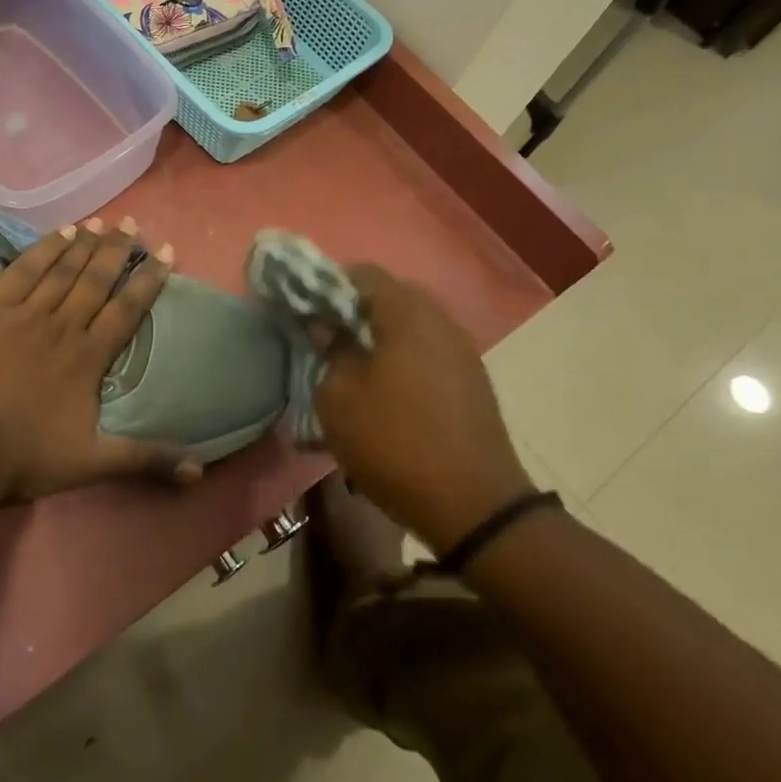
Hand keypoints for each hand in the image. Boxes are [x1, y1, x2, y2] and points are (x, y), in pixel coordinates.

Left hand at [0, 217, 196, 501]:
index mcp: (88, 358)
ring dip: (85, 245)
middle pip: (96, 280)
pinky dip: (44, 249)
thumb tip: (200, 472)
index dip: (148, 280)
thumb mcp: (91, 464)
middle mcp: (63, 326)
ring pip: (63, 270)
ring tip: (102, 222)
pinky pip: (23, 270)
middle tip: (133, 224)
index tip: (166, 252)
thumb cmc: (24, 456)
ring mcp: (25, 313)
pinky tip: (60, 233)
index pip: (126, 310)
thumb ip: (146, 460)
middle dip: (117, 251)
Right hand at [315, 266, 533, 551]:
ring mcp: (462, 352)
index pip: (362, 273)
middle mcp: (441, 321)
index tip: (304, 310)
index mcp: (408, 314)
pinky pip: (427, 353)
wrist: (475, 508)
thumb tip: (328, 329)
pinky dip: (401, 360)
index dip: (326, 285)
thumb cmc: (395, 442)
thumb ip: (330, 352)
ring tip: (350, 369)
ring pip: (409, 327)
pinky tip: (383, 392)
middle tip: (324, 339)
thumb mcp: (339, 398)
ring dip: (377, 338)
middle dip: (352, 313)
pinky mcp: (472, 381)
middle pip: (389, 297)